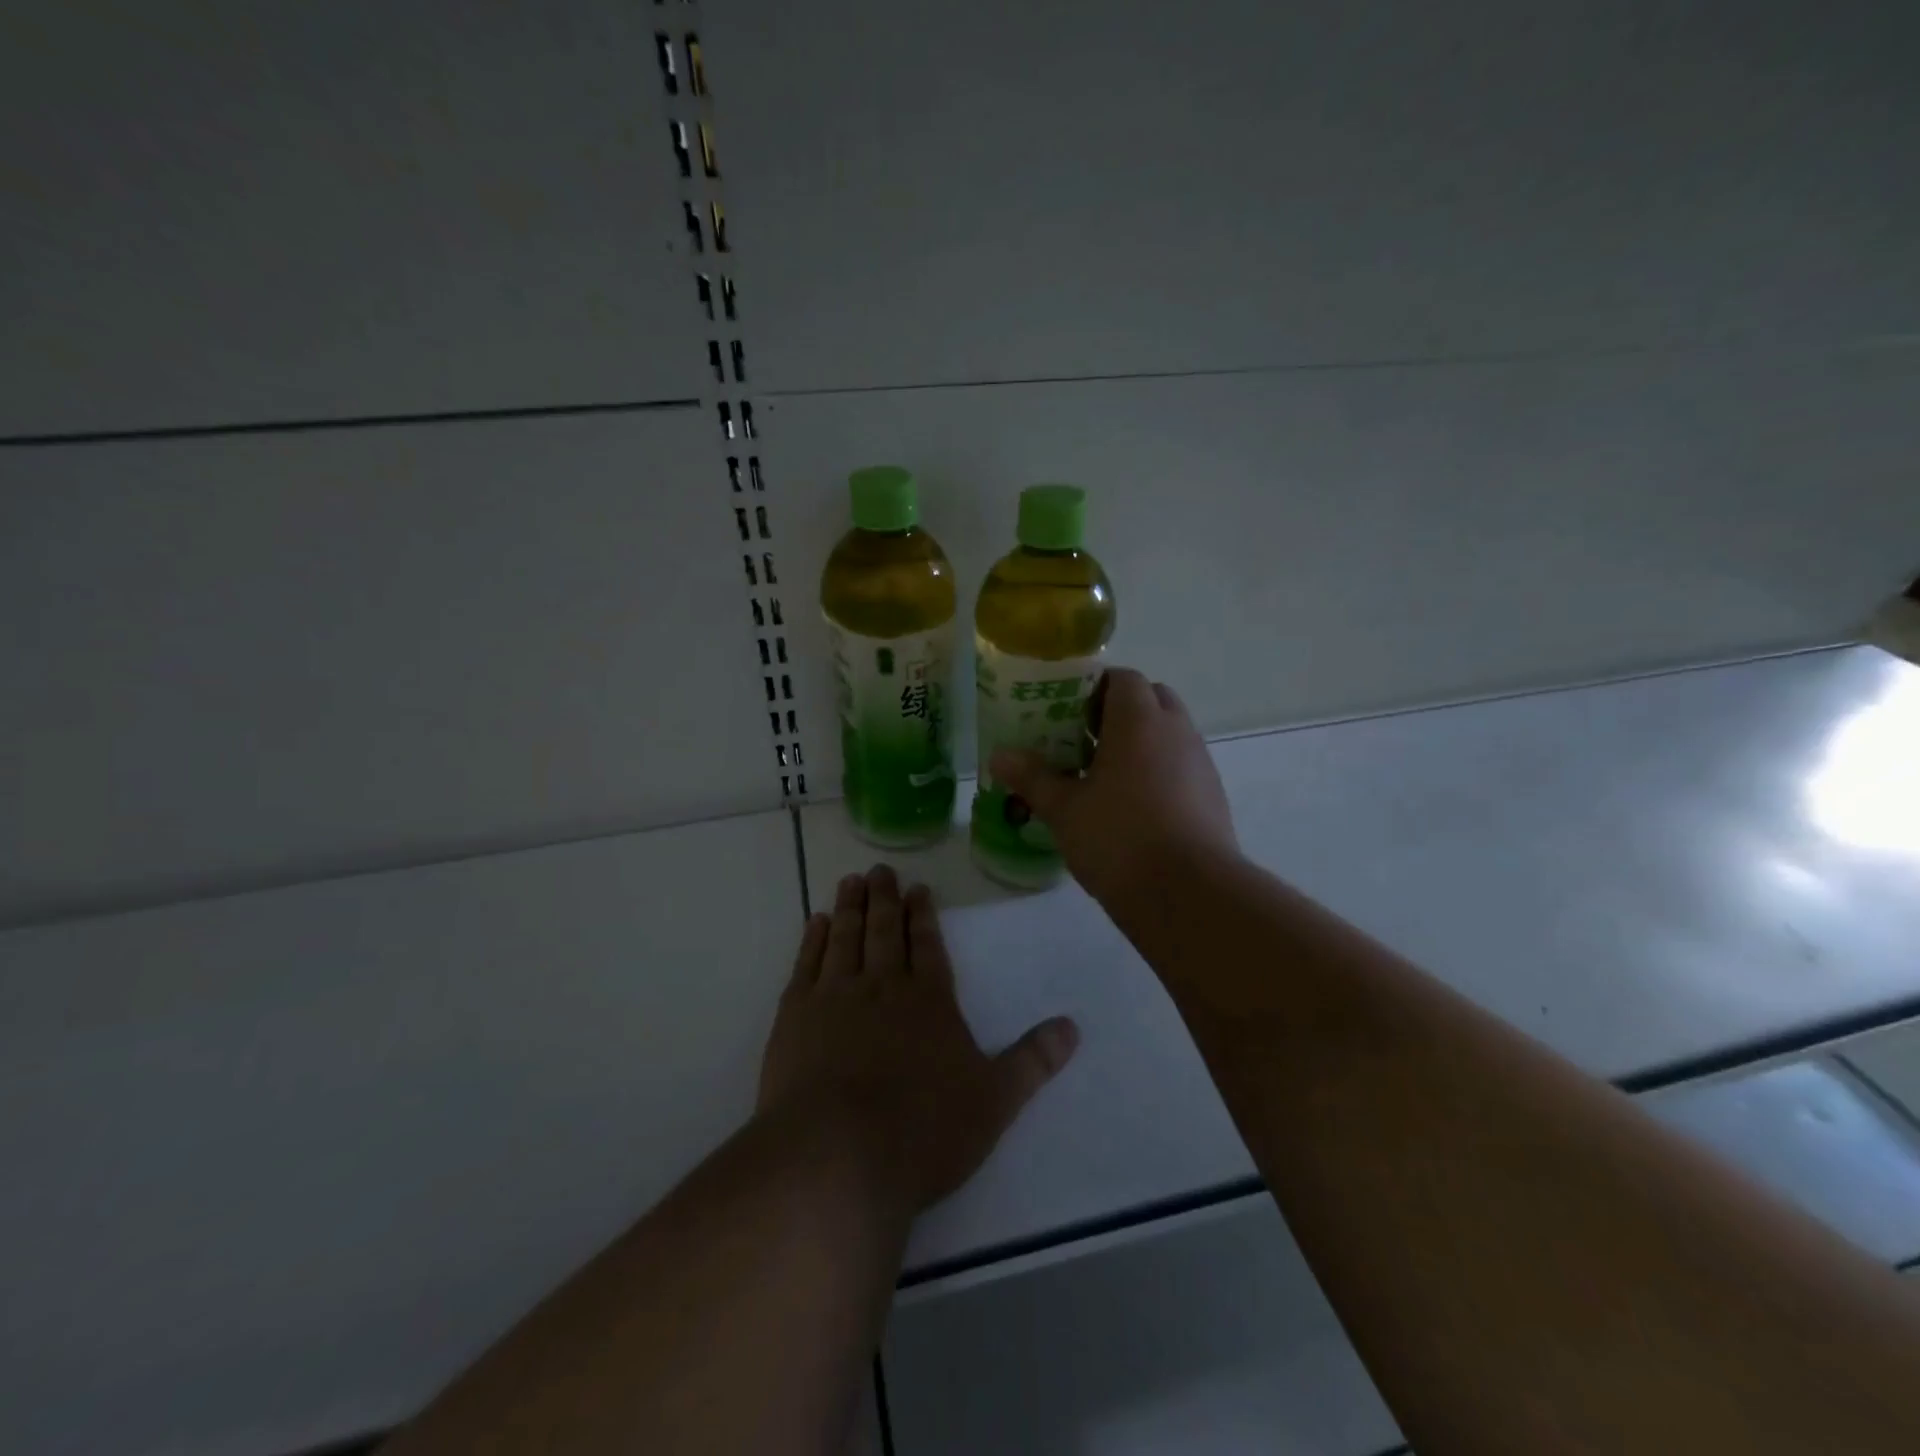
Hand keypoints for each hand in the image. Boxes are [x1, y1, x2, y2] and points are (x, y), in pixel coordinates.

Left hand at [758, 865, 1078, 1213]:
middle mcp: (882, 987)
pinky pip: (807, 964)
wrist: (835, 1156)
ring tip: (851, 881)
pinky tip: (815, 922)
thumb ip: (1032, 1062)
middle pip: (884, 931)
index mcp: (929, 1001)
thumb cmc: (922, 1131)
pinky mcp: (795, 1016)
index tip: (918, 889)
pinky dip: (812, 939)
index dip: (923, 916)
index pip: (928, 946)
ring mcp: (835, 997)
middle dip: (885, 899)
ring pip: (845, 938)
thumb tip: (1073, 1026)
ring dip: (850, 907)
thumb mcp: (993, 1101)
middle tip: (881, 870)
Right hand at [990, 668, 1237, 905]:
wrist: (1188, 894)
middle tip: (1084, 739)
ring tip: (1105, 775)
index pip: (1122, 678)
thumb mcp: (1065, 809)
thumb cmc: (1119, 838)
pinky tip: (1134, 807)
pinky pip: (1182, 766)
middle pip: (1151, 698)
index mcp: (1139, 721)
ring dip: (1142, 742)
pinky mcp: (1213, 796)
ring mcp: (1201, 763)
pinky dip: (1160, 771)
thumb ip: (1033, 778)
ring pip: (1169, 734)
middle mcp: (1176, 731)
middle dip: (1120, 711)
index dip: (1094, 686)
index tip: (1067, 710)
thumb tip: (998, 757)